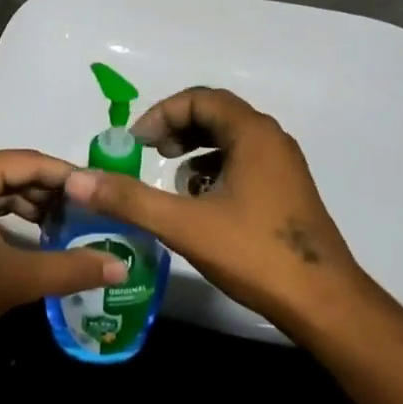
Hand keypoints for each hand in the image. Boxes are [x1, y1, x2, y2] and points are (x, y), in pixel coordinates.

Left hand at [0, 150, 128, 357]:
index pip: (31, 162)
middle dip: (56, 194)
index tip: (105, 194)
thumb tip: (121, 264)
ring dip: (37, 207)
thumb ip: (68, 269)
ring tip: (74, 227)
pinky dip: (15, 218)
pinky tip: (41, 237)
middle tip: (95, 213)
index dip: (70, 177)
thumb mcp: (13, 279)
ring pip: (4, 190)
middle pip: (18, 173)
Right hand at [62, 88, 376, 338]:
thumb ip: (129, 199)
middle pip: (216, 114)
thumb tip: (77, 179)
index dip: (162, 113)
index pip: (200, 99)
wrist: (325, 304)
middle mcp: (272, 140)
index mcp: (253, 134)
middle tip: (150, 153)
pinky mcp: (287, 191)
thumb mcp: (184, 225)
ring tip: (172, 179)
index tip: (137, 142)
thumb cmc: (255, 254)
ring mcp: (284, 166)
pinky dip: (215, 169)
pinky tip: (201, 203)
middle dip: (177, 128)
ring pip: (231, 139)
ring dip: (195, 149)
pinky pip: (244, 162)